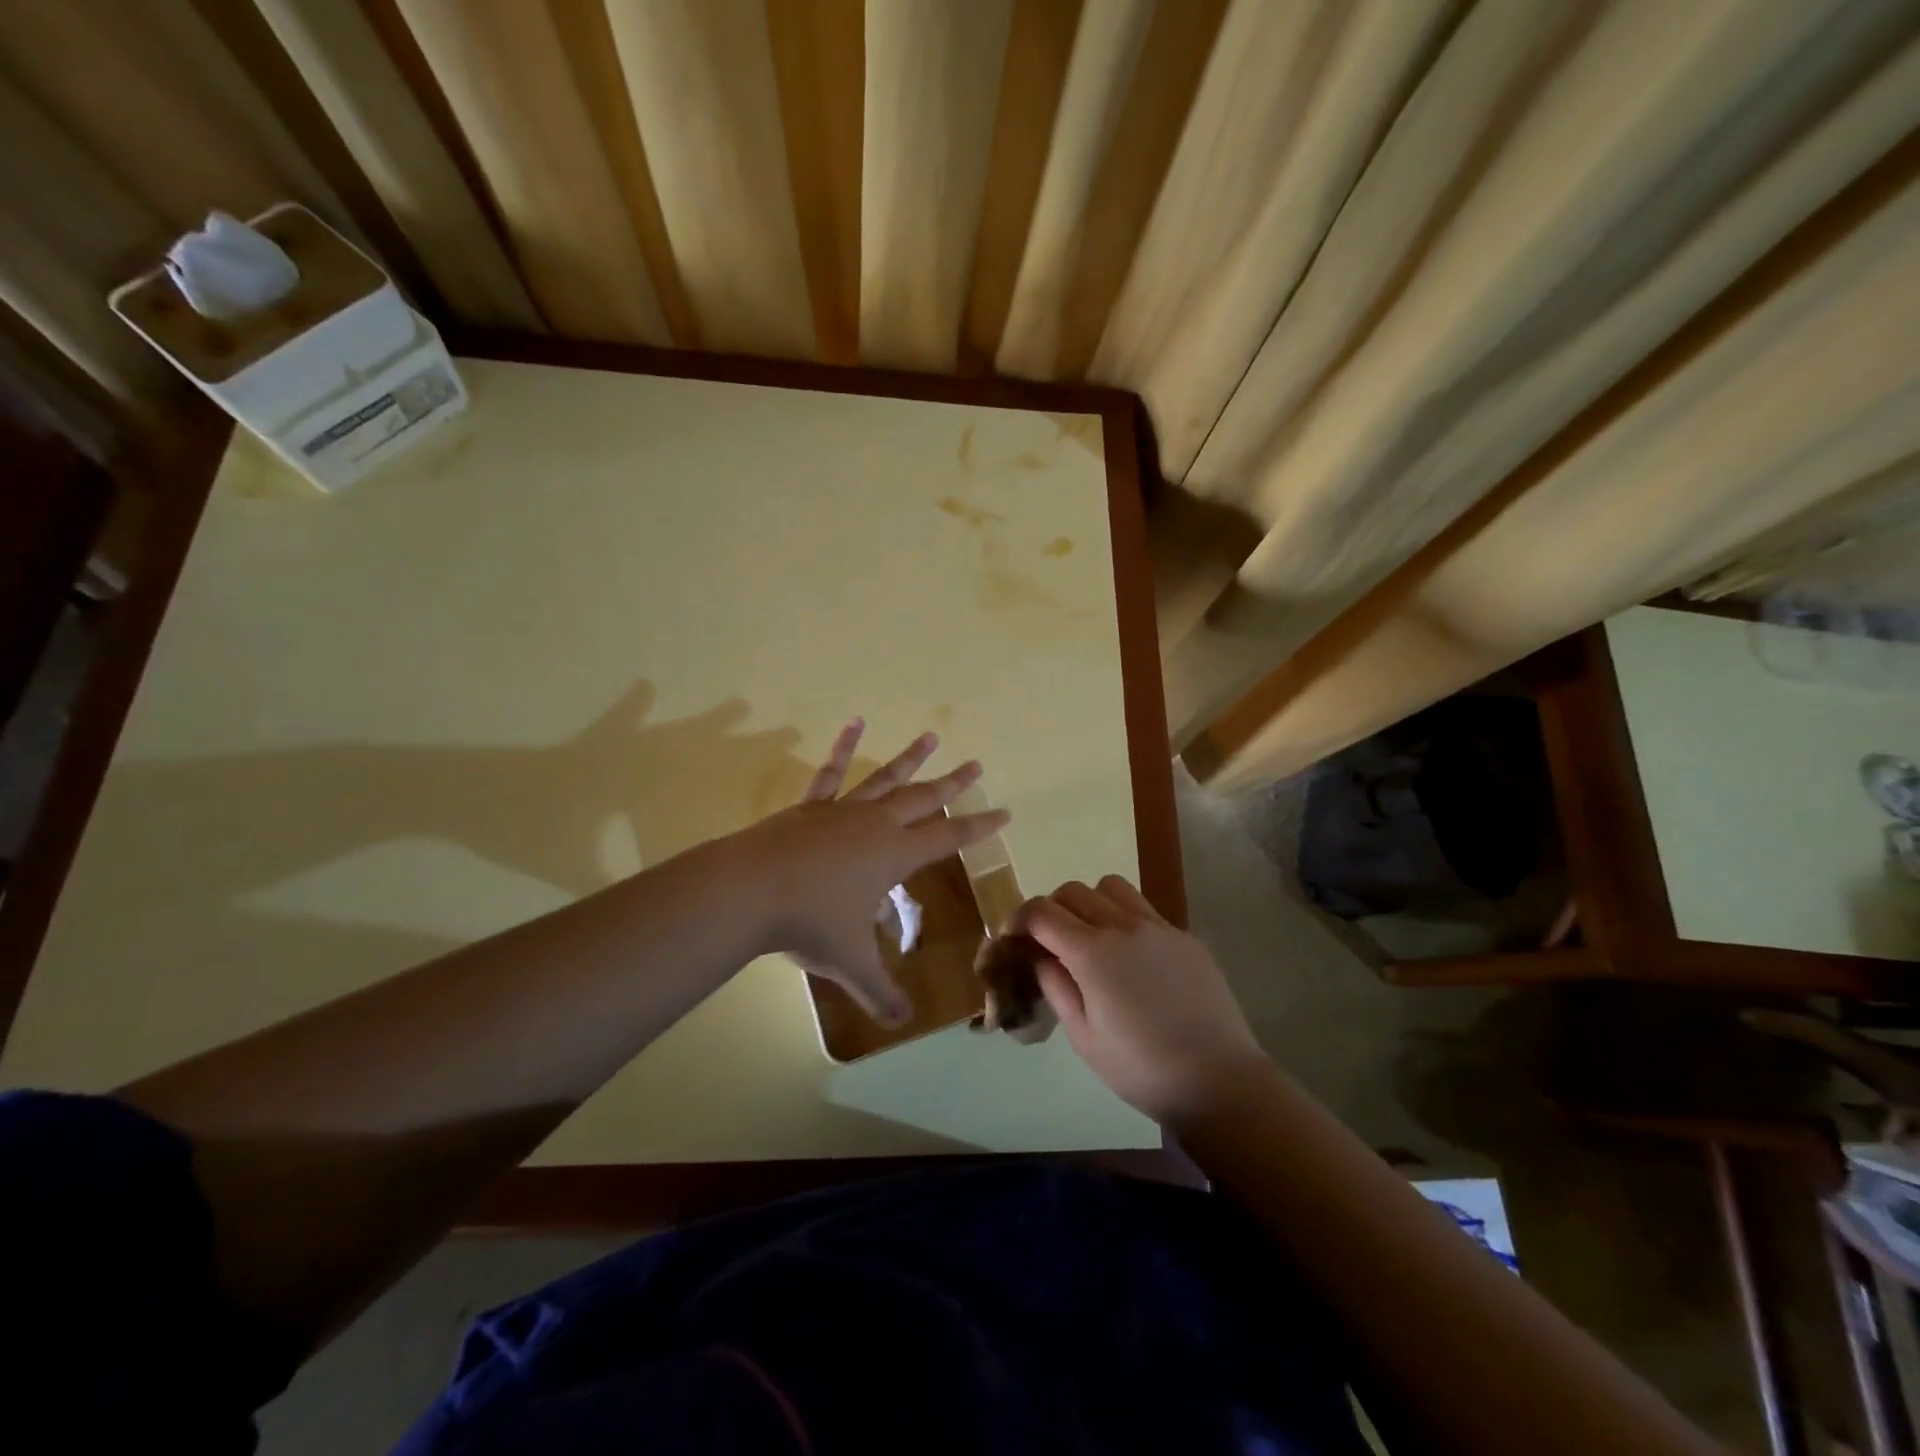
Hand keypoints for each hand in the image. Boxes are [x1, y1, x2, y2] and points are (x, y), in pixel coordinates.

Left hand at [731, 719, 1009, 1024]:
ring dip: (911, 759)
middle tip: (977, 765)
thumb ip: (879, 992)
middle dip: (953, 785)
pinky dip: (844, 747)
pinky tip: (854, 722)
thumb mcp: (850, 962)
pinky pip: (833, 773)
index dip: (978, 827)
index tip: (1004, 813)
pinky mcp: (811, 806)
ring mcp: (842, 810)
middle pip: (924, 800)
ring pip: (886, 779)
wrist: (749, 890)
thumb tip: (901, 1023)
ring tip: (931, 737)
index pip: (948, 838)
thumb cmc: (809, 923)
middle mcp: (875, 825)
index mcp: (894, 855)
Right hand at [1020, 877, 1268, 1126]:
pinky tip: (1133, 958)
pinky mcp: (1185, 937)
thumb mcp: (1084, 1037)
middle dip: (1051, 909)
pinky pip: (1145, 910)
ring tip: (1091, 937)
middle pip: (1073, 891)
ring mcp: (1159, 927)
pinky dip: (1125, 919)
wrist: (1218, 1081)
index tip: (1011, 936)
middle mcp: (1123, 926)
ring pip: (1111, 887)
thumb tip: (1043, 958)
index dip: (1018, 918)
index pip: (1042, 912)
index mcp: (1092, 952)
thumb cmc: (1141, 1069)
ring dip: (1090, 903)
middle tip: (1049, 941)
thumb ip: (1057, 987)